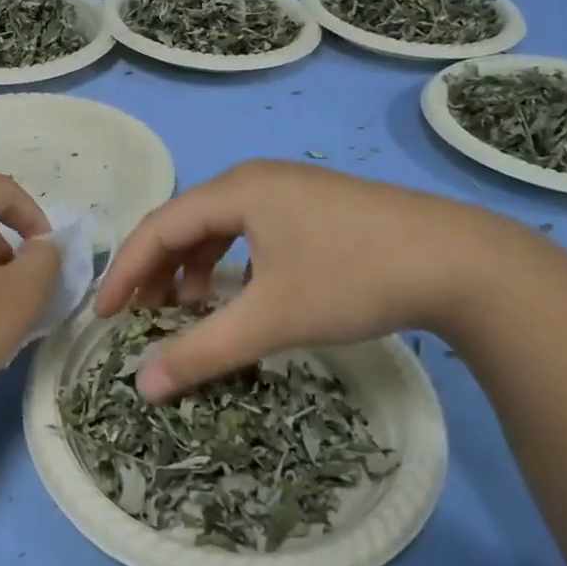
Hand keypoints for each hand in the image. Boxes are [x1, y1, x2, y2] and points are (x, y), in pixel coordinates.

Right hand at [96, 161, 532, 399]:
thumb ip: (202, 352)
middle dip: (158, 272)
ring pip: (220, 227)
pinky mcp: (317, 207)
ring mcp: (291, 189)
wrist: (462, 261)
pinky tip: (241, 293)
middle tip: (144, 317)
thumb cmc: (354, 279)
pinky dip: (231, 263)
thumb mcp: (271, 319)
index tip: (104, 316)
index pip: (157, 228)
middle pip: (185, 223)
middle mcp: (256, 179)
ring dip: (194, 268)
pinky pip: (252, 230)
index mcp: (236, 190)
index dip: (124, 272)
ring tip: (189, 310)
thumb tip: (143, 386)